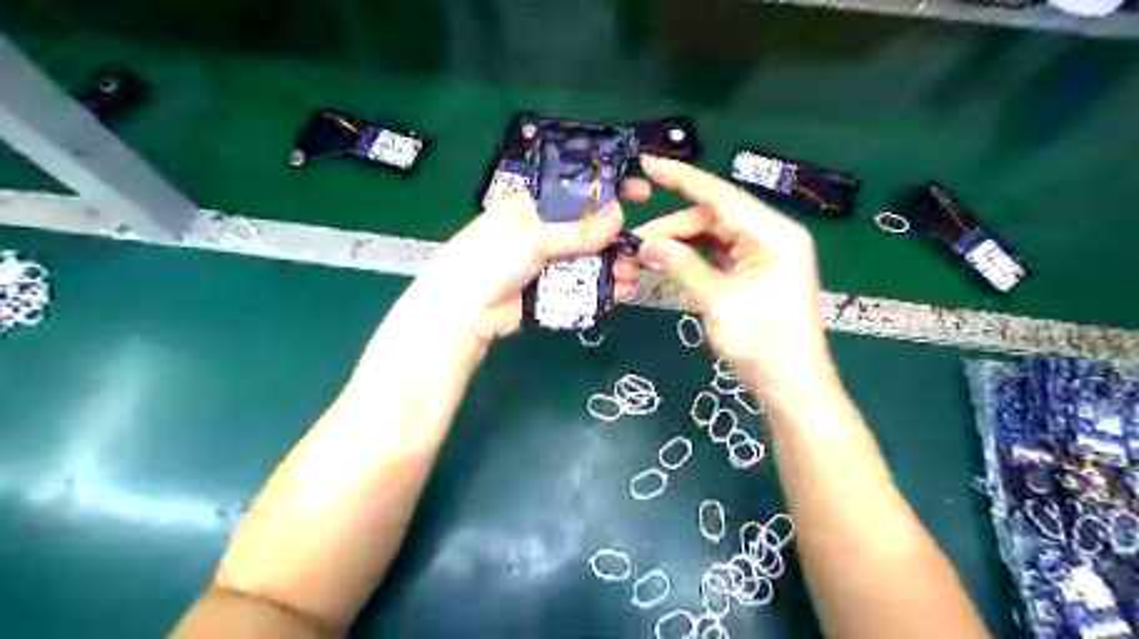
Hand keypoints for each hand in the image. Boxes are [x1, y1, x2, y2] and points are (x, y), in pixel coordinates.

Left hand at [416, 187, 650, 338]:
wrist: (465, 310)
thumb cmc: (492, 258)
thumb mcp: (534, 237)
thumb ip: (578, 230)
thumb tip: (620, 215)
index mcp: (535, 206)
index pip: (578, 191)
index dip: (609, 189)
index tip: (640, 192)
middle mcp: (546, 232)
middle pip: (591, 230)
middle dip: (617, 238)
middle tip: (639, 248)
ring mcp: (551, 263)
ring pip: (592, 260)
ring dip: (615, 266)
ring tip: (631, 275)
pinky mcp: (554, 291)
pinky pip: (585, 287)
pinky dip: (605, 289)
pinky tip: (621, 291)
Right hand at [623, 154, 834, 393]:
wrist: (791, 384)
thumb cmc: (762, 342)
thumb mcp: (718, 301)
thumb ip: (682, 266)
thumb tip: (646, 245)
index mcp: (773, 234)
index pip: (721, 196)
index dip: (682, 178)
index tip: (648, 162)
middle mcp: (771, 236)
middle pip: (714, 217)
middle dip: (674, 226)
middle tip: (636, 243)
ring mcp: (764, 255)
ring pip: (714, 235)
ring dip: (681, 242)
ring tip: (647, 255)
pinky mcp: (756, 272)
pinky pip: (719, 253)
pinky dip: (694, 256)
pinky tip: (670, 261)